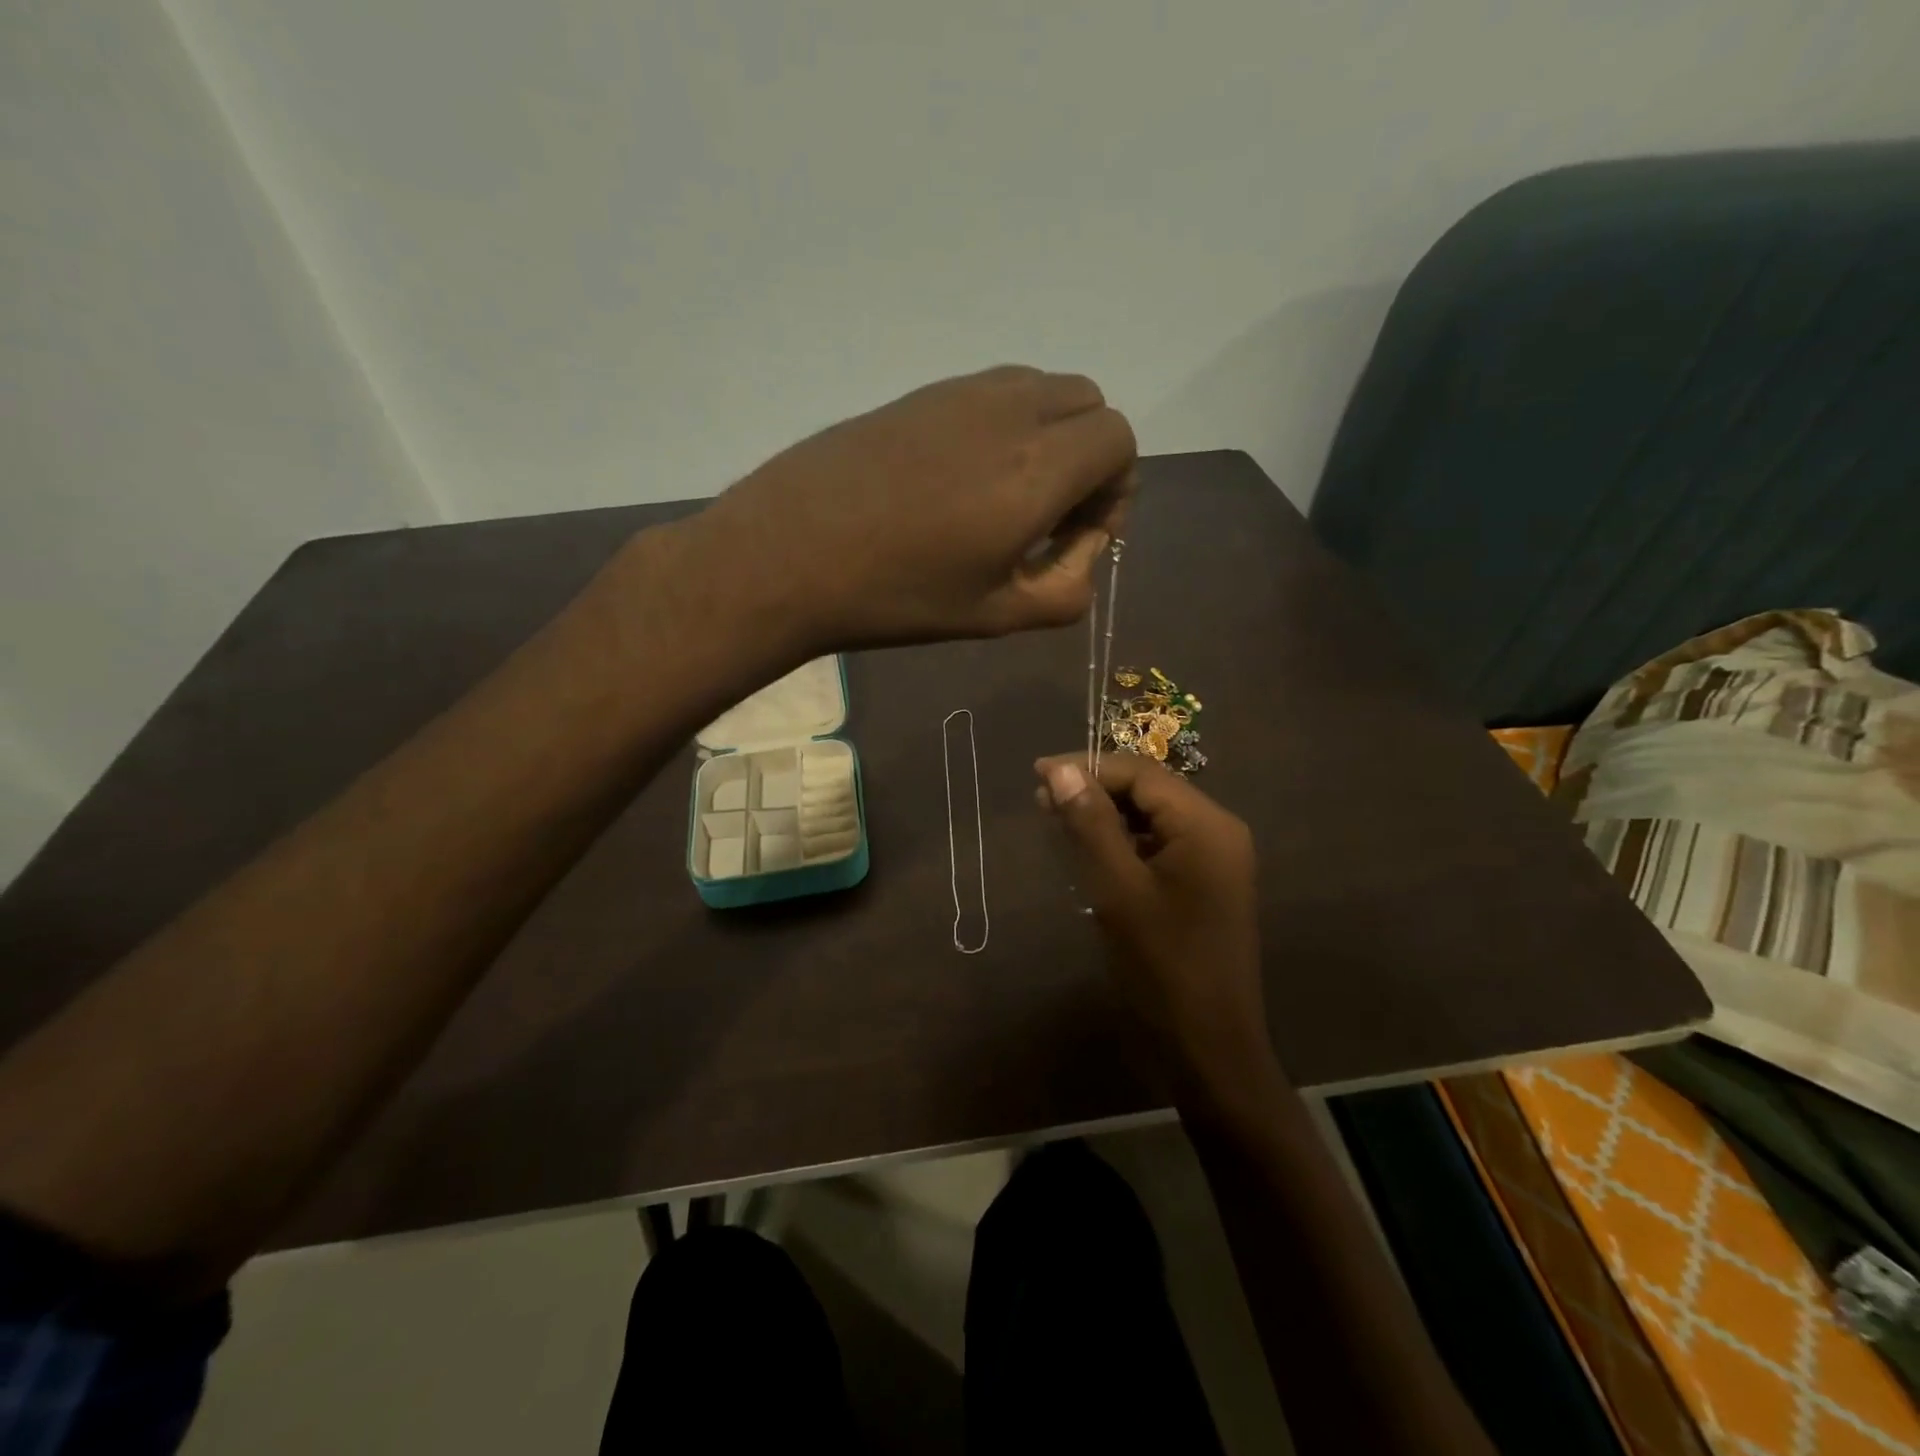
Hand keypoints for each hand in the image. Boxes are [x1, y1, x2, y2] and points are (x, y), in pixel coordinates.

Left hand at [701, 366, 1134, 650]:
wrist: (788, 555)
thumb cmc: (898, 596)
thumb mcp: (997, 615)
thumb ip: (1067, 588)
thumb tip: (1084, 549)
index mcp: (1039, 465)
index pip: (1119, 440)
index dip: (1115, 489)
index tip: (1078, 537)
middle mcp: (1010, 410)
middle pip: (1089, 403)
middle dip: (1089, 458)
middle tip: (1048, 519)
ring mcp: (959, 393)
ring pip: (1039, 390)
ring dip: (1047, 437)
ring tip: (1004, 501)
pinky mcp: (918, 393)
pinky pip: (989, 394)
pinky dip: (1003, 427)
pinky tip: (957, 484)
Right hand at [1035, 753, 1271, 1079]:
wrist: (1208, 1048)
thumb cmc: (1162, 966)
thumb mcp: (1117, 890)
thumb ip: (1090, 824)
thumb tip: (1060, 770)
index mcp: (1206, 825)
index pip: (1141, 774)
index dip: (1089, 767)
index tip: (1038, 775)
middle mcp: (1218, 832)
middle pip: (1149, 791)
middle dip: (1095, 790)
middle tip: (1042, 799)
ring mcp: (1214, 860)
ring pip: (1152, 818)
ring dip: (1106, 815)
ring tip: (1057, 821)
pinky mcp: (1204, 885)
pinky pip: (1159, 845)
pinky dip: (1123, 842)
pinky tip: (1090, 851)